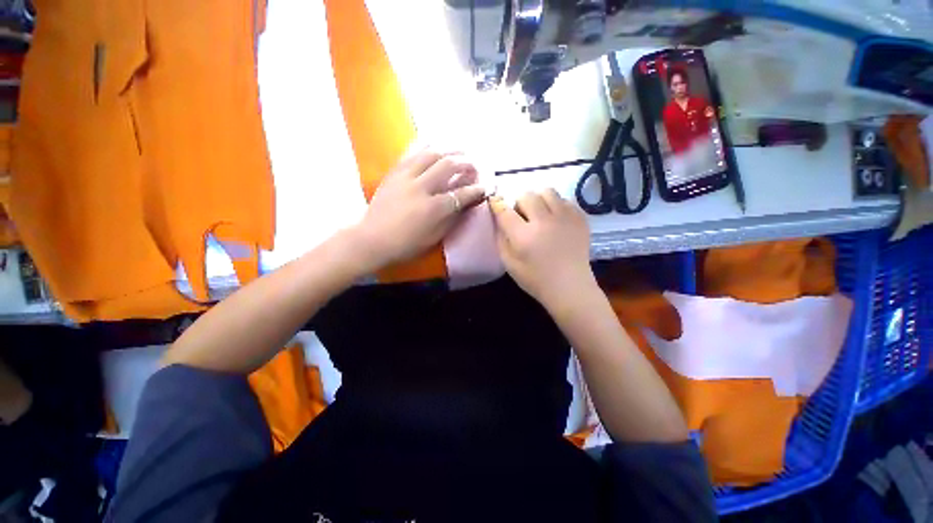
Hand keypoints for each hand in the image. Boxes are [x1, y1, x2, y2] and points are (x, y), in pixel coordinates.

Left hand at [350, 146, 485, 271]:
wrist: (372, 239)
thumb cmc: (405, 244)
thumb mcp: (433, 238)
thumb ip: (451, 219)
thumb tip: (465, 204)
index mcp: (432, 209)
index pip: (460, 194)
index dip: (476, 190)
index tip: (484, 187)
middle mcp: (421, 188)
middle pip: (448, 166)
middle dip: (466, 163)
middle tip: (474, 166)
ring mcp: (405, 177)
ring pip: (431, 154)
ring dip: (449, 150)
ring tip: (460, 150)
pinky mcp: (394, 173)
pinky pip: (411, 153)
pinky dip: (426, 146)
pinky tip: (435, 144)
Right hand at [491, 190, 595, 309]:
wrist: (570, 287)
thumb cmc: (536, 279)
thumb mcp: (509, 263)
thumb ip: (501, 239)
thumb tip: (498, 218)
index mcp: (524, 236)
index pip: (505, 210)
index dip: (497, 204)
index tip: (495, 201)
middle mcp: (544, 221)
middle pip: (526, 195)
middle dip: (519, 203)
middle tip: (522, 217)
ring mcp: (565, 217)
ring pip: (547, 191)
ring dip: (538, 200)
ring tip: (540, 214)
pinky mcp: (580, 218)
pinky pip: (564, 200)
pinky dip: (556, 205)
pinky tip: (555, 220)